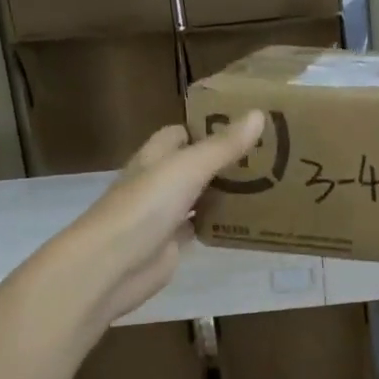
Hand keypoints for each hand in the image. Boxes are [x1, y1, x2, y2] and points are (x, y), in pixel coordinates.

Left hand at [54, 112, 265, 326]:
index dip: (207, 127)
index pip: (179, 134)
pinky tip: (245, 221)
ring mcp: (162, 215)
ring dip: (223, 193)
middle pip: (192, 165)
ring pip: (198, 197)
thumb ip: (223, 146)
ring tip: (265, 185)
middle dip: (222, 161)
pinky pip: (199, 228)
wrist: (112, 264)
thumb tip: (259, 114)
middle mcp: (156, 182)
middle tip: (265, 157)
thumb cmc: (146, 206)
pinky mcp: (170, 244)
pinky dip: (218, 224)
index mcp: (154, 157)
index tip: (243, 126)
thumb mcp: (188, 168)